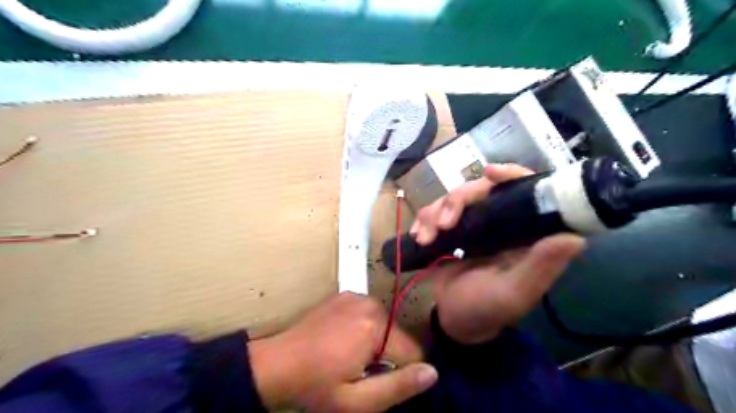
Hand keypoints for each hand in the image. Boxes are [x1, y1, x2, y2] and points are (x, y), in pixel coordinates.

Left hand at [251, 292, 438, 411]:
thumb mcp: (357, 401)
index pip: (414, 351)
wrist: (276, 364)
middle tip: (359, 371)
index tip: (380, 381)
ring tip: (348, 356)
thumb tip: (433, 372)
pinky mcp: (346, 294)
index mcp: (375, 327)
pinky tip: (341, 340)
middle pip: (398, 336)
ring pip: (385, 325)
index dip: (403, 372)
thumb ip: (398, 387)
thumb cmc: (315, 386)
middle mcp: (370, 304)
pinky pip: (370, 314)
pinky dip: (364, 327)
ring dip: (376, 342)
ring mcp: (357, 296)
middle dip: (387, 356)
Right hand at [408, 164, 586, 343]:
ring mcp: (475, 225)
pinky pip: (437, 212)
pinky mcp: (453, 230)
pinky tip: (418, 235)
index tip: (489, 173)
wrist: (455, 320)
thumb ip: (540, 267)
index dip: (511, 175)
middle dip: (457, 201)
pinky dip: (425, 219)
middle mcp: (503, 223)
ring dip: (435, 213)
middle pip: (481, 189)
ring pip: (455, 198)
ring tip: (425, 238)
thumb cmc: (487, 310)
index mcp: (525, 234)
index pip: (525, 190)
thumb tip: (574, 236)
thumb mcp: (514, 293)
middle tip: (442, 224)